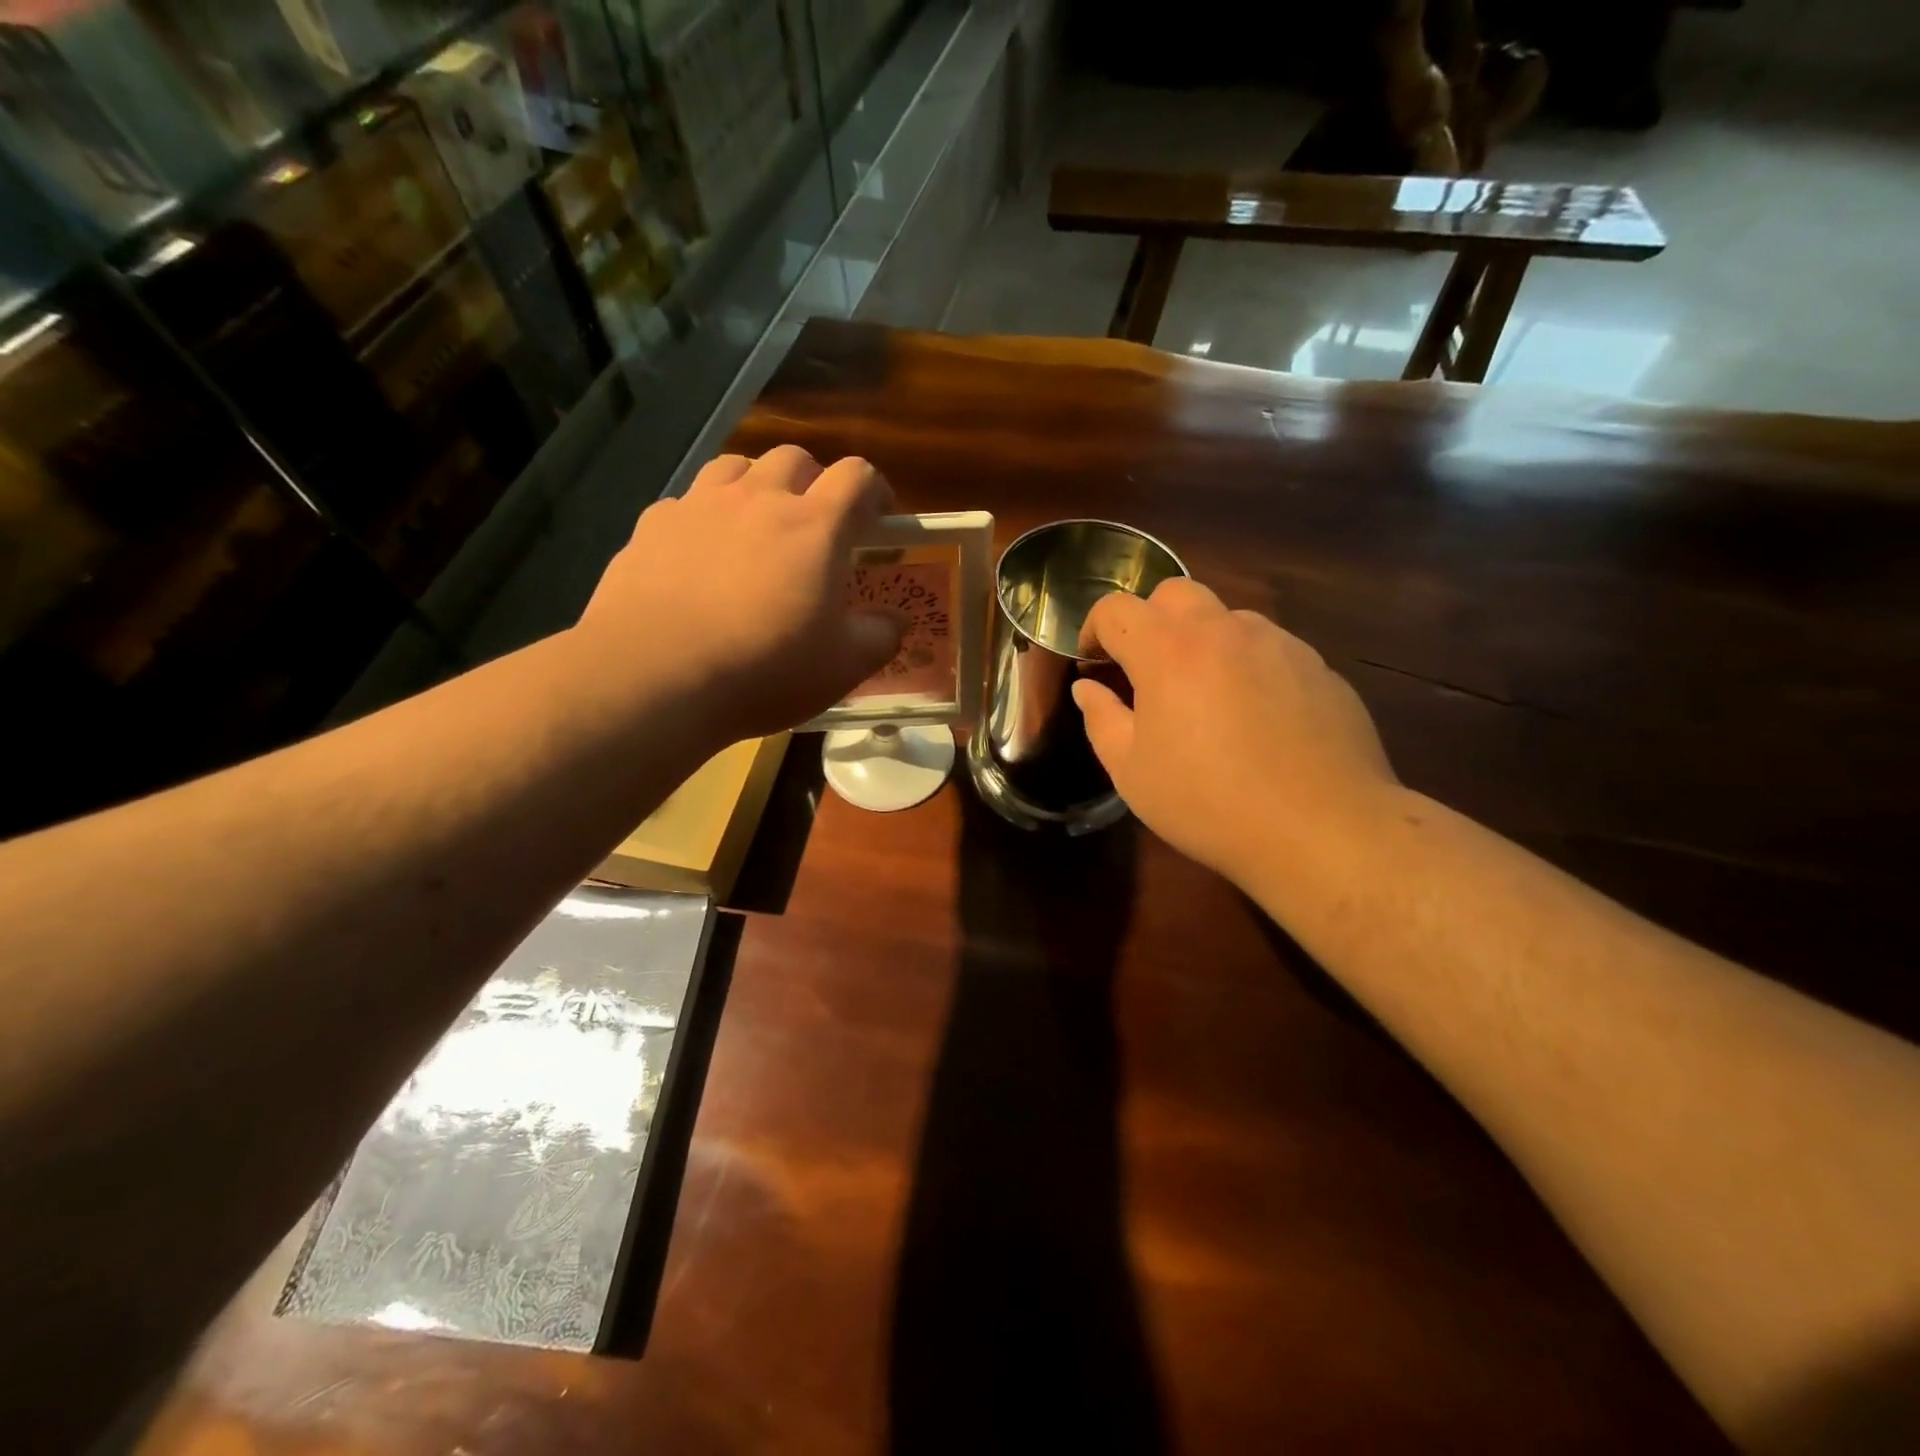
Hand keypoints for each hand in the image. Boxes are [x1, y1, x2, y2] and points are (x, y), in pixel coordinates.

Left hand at [577, 446, 903, 741]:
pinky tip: (701, 554)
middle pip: (794, 458)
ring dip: (756, 485)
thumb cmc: (764, 670)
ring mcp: (699, 506)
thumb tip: (896, 621)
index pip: (856, 476)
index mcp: (814, 526)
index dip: (874, 489)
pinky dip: (705, 516)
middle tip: (816, 523)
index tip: (878, 516)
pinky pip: (687, 502)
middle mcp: (758, 499)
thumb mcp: (843, 666)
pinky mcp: (651, 526)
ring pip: (736, 466)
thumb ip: (880, 636)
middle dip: (814, 481)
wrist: (655, 677)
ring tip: (757, 524)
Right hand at [1073, 578, 1399, 888]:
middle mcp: (1224, 630)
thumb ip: (1101, 718)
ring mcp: (1278, 643)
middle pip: (1175, 593)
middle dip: (1149, 620)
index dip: (1094, 628)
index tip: (1092, 661)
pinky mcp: (1317, 666)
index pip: (1117, 608)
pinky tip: (1255, 717)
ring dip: (1202, 641)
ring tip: (1205, 696)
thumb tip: (1088, 688)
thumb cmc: (1208, 802)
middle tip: (1146, 670)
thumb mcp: (1131, 771)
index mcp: (1168, 651)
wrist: (1321, 830)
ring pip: (1227, 618)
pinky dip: (1246, 665)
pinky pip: (1269, 648)